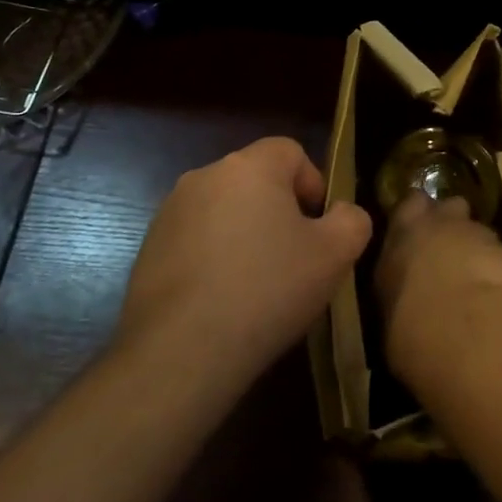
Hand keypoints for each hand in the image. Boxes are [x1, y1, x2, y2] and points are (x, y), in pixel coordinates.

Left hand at [116, 138, 371, 396]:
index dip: (313, 184)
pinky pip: (195, 239)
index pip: (291, 151)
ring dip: (244, 234)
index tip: (318, 228)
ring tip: (256, 285)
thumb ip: (352, 220)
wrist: (181, 350)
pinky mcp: (148, 247)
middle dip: (279, 211)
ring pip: (224, 210)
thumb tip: (342, 213)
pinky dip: (213, 257)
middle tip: (294, 258)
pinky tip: (221, 300)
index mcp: (250, 166)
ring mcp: (170, 211)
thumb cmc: (267, 290)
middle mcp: (205, 175)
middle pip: (256, 180)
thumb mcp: (335, 255)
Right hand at [375, 191, 501, 389]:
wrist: (468, 332)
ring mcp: (475, 233)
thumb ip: (398, 291)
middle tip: (446, 249)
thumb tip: (404, 298)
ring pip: (474, 228)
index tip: (416, 232)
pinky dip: (495, 266)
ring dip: (473, 246)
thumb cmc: (413, 329)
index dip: (415, 214)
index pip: (408, 205)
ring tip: (472, 276)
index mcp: (400, 235)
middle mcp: (436, 224)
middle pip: (446, 207)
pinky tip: (494, 290)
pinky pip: (498, 252)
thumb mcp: (389, 314)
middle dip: (448, 222)